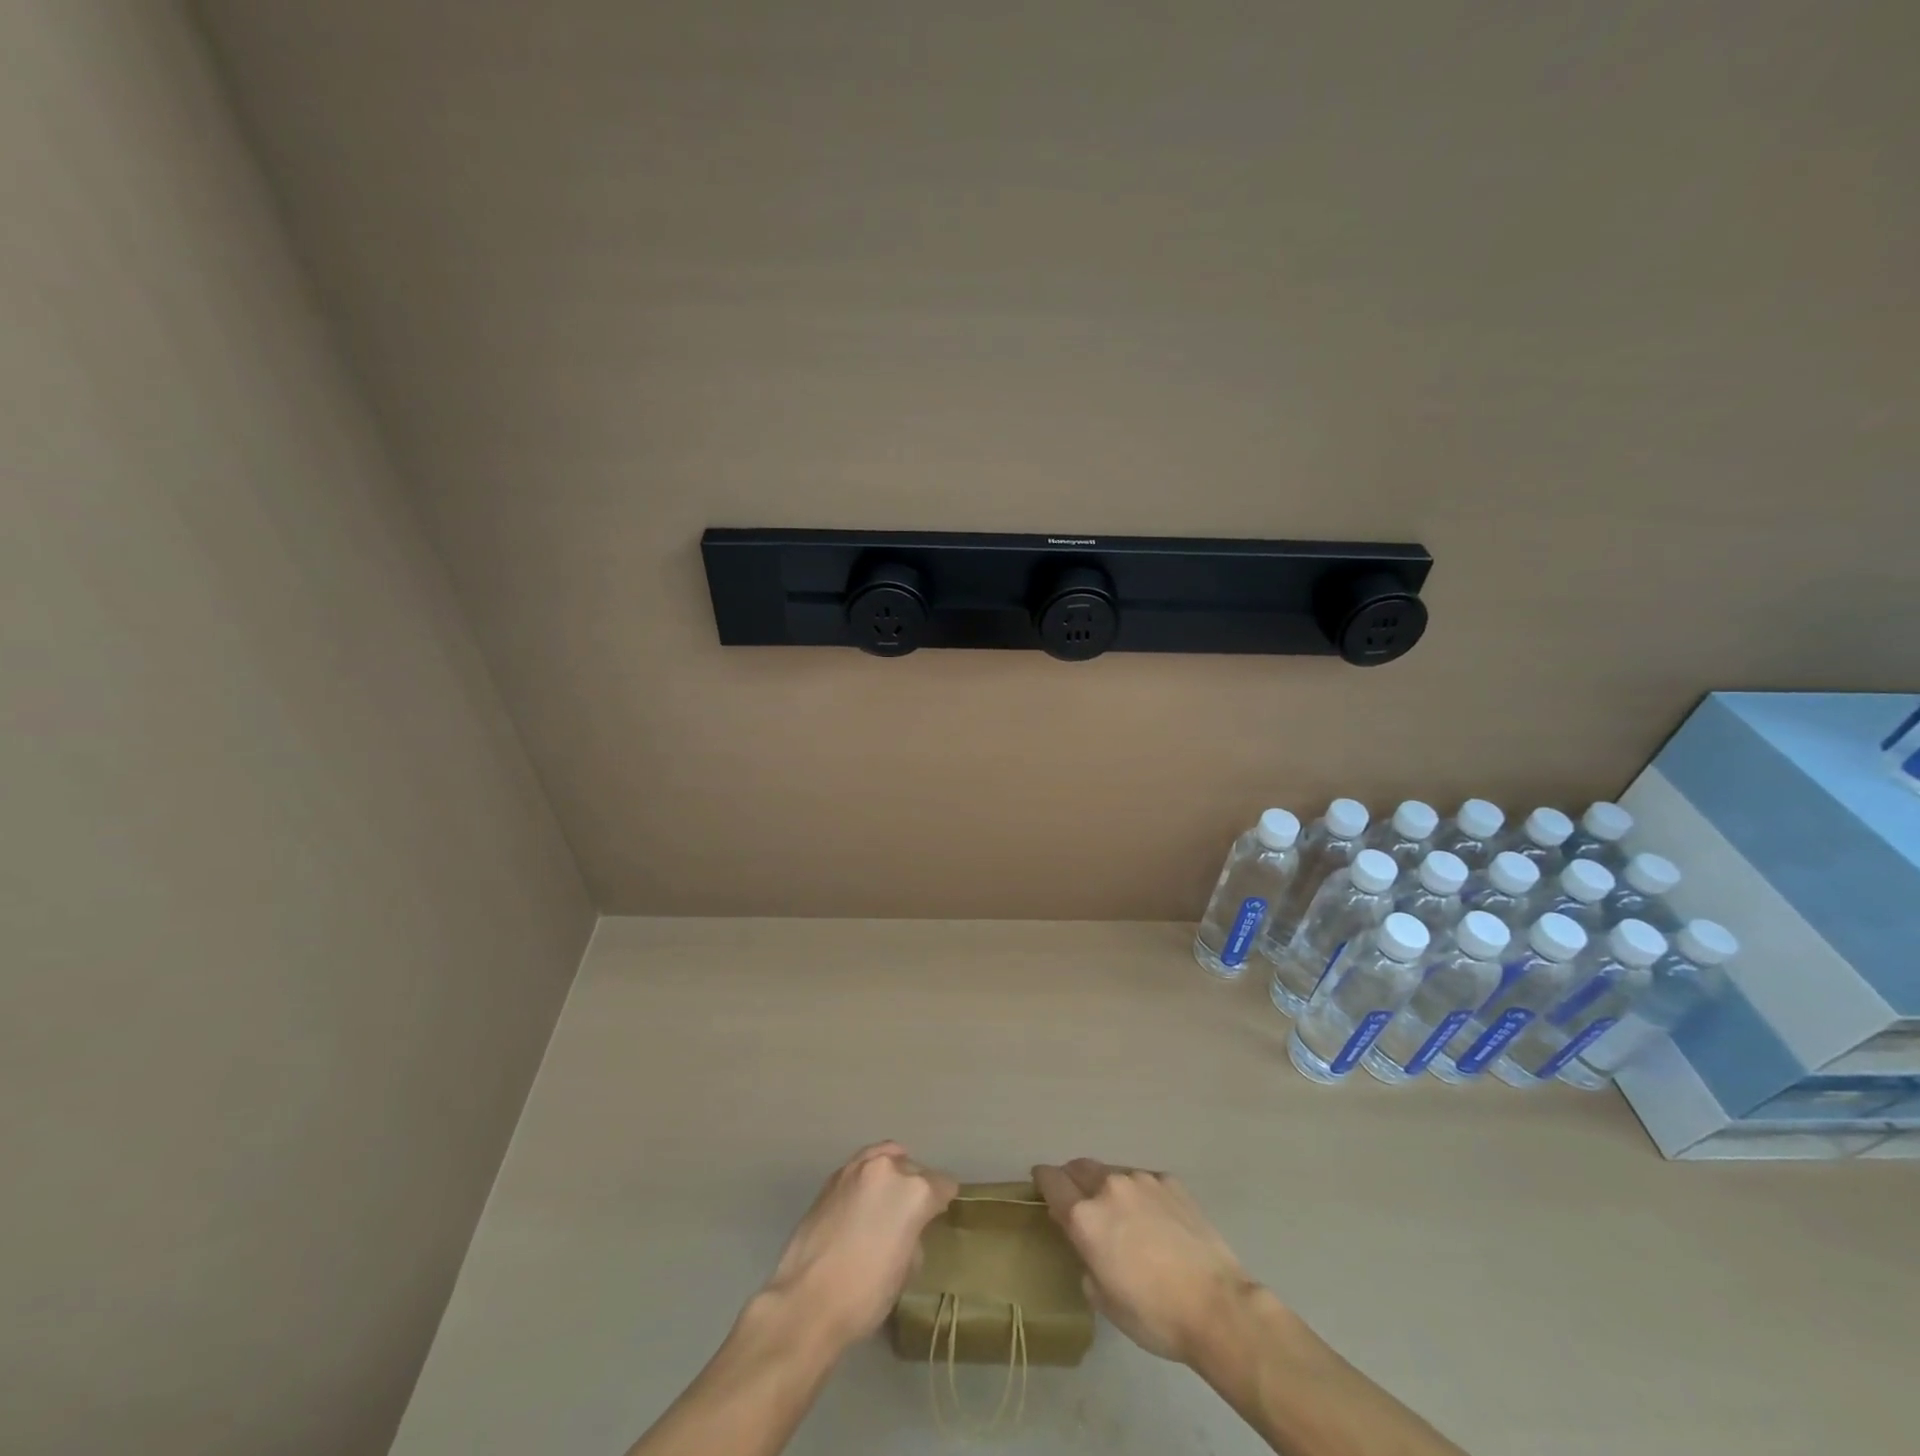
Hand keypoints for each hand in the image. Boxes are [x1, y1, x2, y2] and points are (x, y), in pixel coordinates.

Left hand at [762, 1142, 956, 1353]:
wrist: (806, 1301)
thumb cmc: (865, 1294)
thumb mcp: (906, 1271)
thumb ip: (915, 1235)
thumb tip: (907, 1228)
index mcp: (914, 1191)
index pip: (943, 1185)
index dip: (943, 1201)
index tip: (938, 1214)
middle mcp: (888, 1168)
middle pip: (914, 1168)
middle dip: (916, 1187)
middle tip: (910, 1214)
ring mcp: (857, 1168)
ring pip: (886, 1158)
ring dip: (891, 1175)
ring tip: (887, 1198)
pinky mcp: (832, 1177)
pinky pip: (861, 1167)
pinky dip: (867, 1178)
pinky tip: (862, 1201)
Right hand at [1033, 1158, 1259, 1365]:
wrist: (1216, 1305)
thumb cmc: (1153, 1313)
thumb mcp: (1102, 1297)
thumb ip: (1084, 1257)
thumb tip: (1085, 1239)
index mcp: (1085, 1216)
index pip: (1051, 1181)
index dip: (1042, 1180)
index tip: (1040, 1184)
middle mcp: (1109, 1187)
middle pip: (1079, 1167)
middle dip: (1072, 1179)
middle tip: (1077, 1200)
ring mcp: (1141, 1179)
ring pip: (1112, 1173)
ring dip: (1107, 1188)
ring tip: (1123, 1216)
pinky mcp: (1169, 1181)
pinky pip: (1143, 1181)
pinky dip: (1139, 1194)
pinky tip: (1155, 1221)